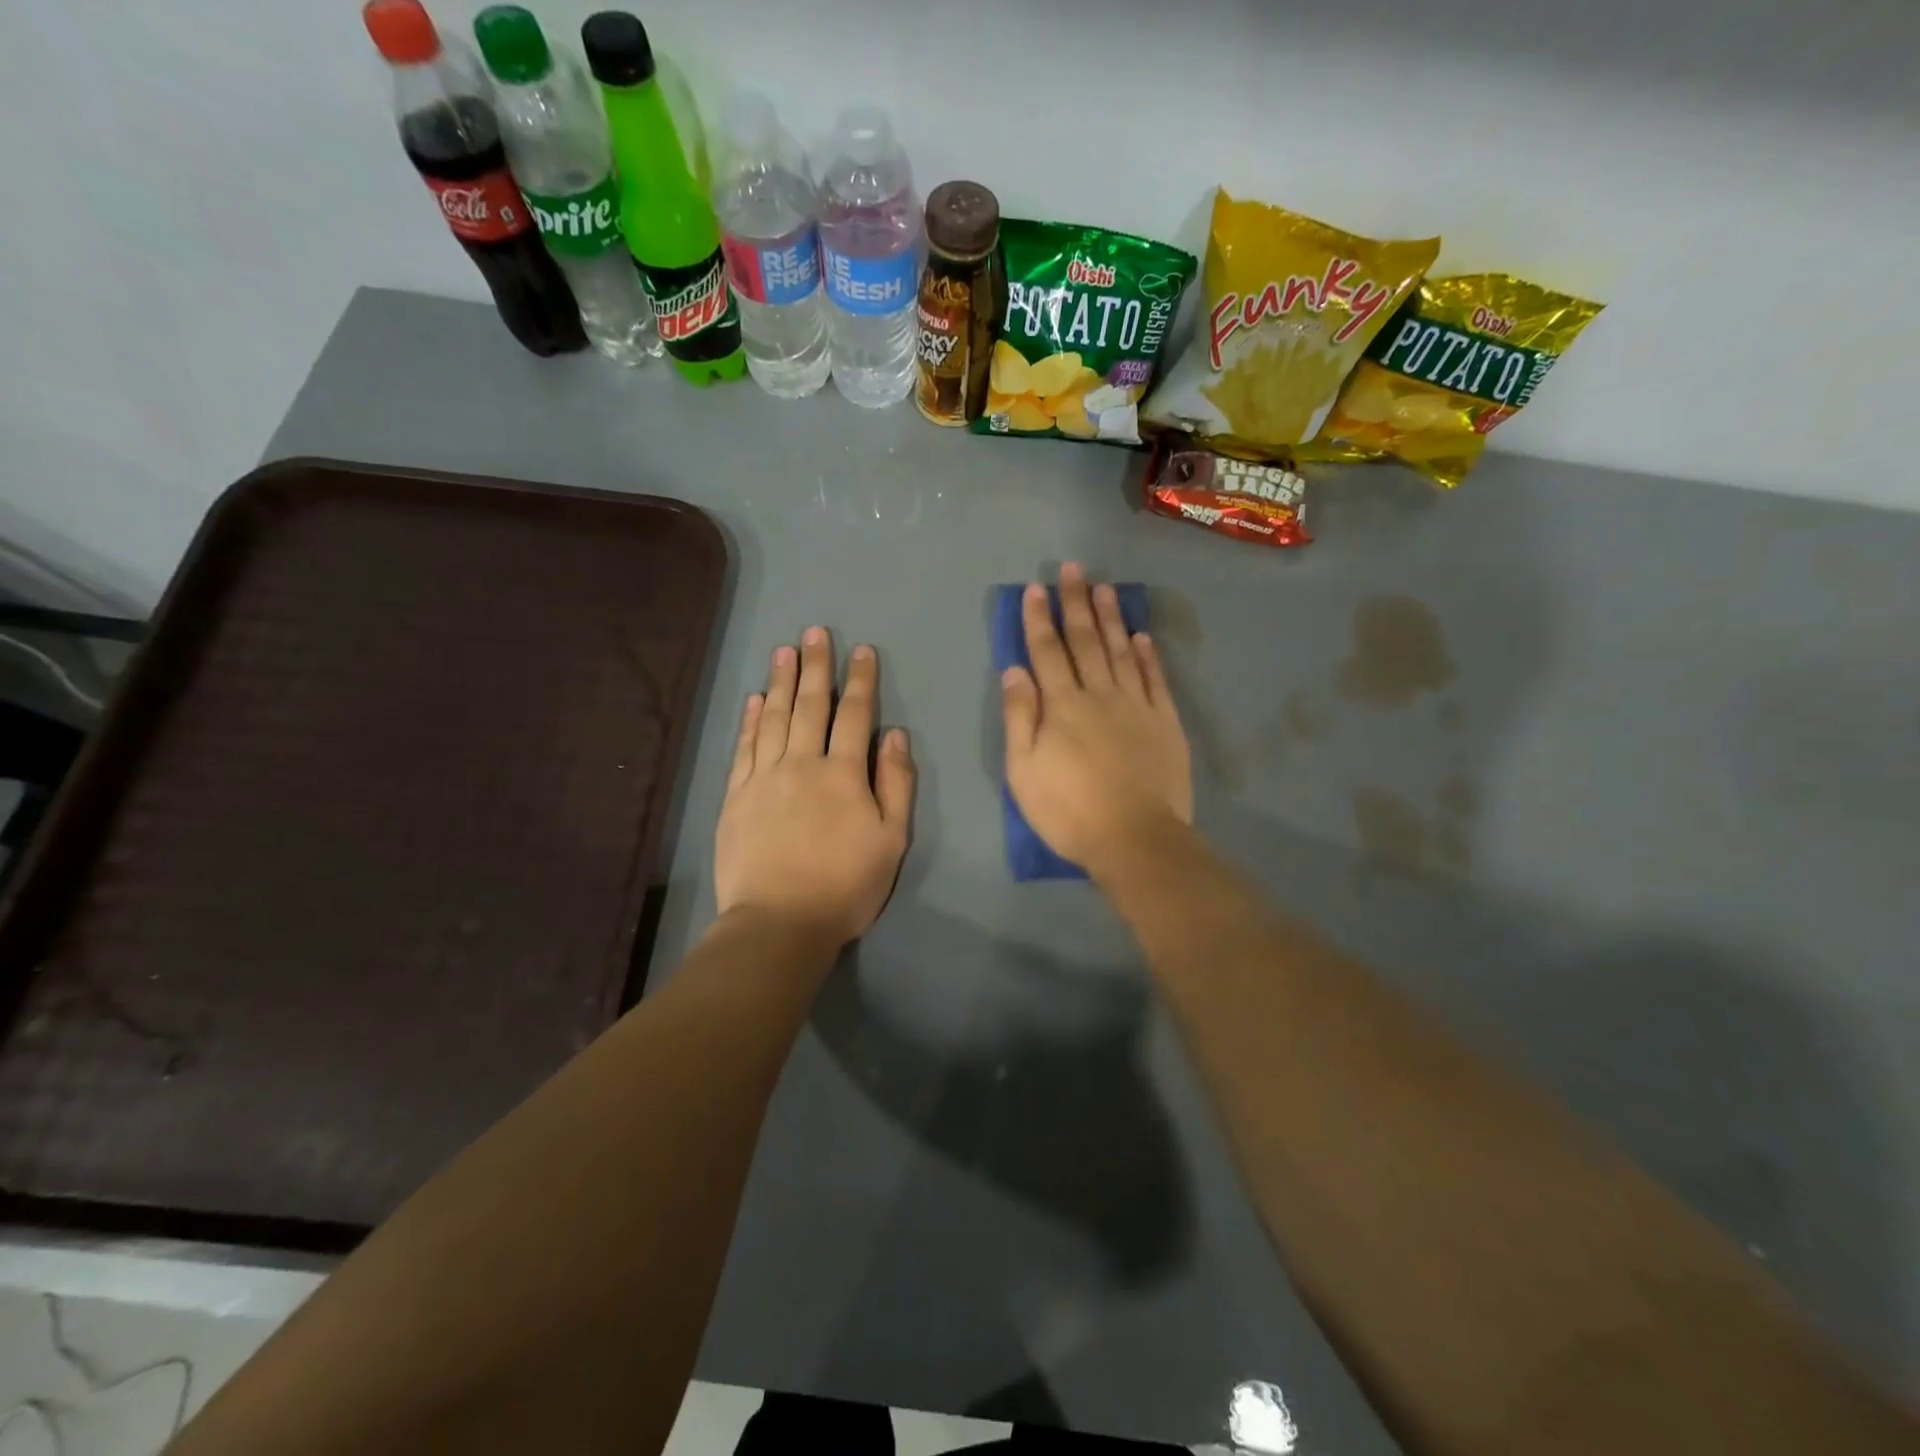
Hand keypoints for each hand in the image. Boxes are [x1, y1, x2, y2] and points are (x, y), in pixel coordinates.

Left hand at [715, 628, 914, 947]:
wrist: (779, 922)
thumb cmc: (846, 885)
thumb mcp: (892, 839)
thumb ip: (896, 783)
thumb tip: (894, 734)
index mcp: (843, 773)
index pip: (855, 715)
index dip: (860, 680)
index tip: (862, 651)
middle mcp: (801, 763)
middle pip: (810, 705)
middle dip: (815, 666)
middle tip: (815, 632)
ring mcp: (763, 777)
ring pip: (773, 718)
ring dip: (780, 682)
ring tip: (784, 651)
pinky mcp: (736, 796)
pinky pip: (744, 747)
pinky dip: (750, 720)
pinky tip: (754, 699)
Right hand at [1001, 563, 1191, 879]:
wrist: (1134, 838)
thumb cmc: (1068, 810)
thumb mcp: (1024, 770)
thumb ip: (1019, 716)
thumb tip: (1014, 669)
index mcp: (1062, 705)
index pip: (1047, 651)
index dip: (1038, 619)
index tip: (1035, 589)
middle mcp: (1100, 694)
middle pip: (1086, 641)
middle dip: (1076, 603)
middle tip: (1073, 570)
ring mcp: (1137, 706)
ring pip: (1122, 651)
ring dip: (1111, 618)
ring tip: (1105, 589)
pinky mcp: (1165, 723)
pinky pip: (1156, 679)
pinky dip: (1149, 656)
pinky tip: (1143, 636)